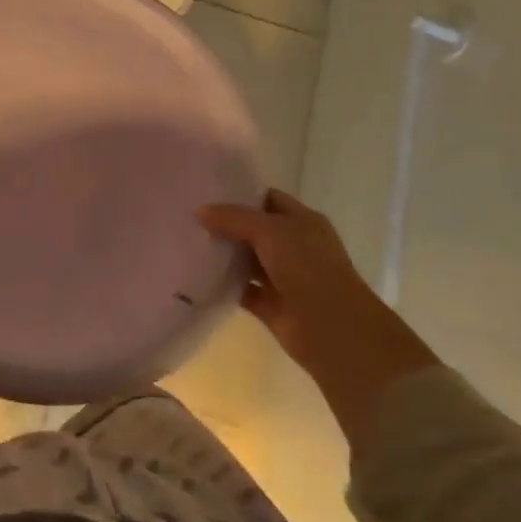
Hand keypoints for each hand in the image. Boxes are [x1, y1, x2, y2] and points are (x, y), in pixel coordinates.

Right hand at [198, 188, 439, 453]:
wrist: (333, 331)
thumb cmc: (308, 269)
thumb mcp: (270, 231)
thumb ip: (234, 218)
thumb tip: (201, 211)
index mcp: (303, 222)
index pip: (268, 199)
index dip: (241, 194)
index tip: (207, 190)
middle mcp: (294, 247)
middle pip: (254, 229)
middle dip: (226, 223)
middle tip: (189, 215)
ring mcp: (283, 277)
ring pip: (246, 259)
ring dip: (223, 254)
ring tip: (187, 241)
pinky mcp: (271, 305)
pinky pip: (241, 289)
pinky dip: (222, 284)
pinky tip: (197, 274)